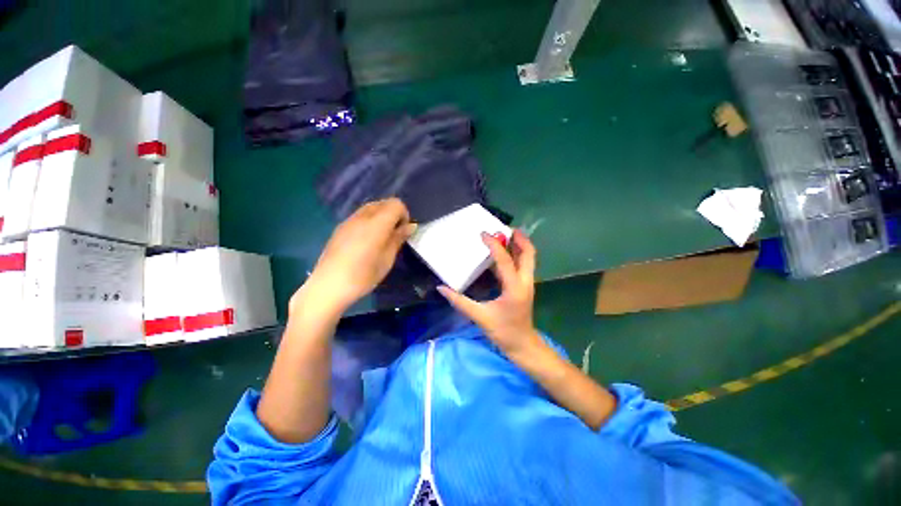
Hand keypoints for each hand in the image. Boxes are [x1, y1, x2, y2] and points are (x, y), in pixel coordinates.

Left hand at [294, 198, 415, 316]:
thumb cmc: (363, 275)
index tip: (403, 231)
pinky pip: (359, 216)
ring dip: (381, 216)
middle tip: (394, 234)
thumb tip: (411, 226)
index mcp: (377, 223)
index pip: (396, 204)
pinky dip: (369, 221)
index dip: (404, 214)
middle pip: (383, 203)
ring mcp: (349, 221)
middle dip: (393, 214)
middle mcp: (362, 216)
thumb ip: (399, 238)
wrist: (329, 286)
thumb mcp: (387, 259)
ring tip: (381, 238)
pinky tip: (366, 241)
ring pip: (370, 208)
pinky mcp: (340, 228)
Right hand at [438, 230, 543, 359]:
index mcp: (515, 287)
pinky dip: (515, 255)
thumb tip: (442, 288)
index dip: (494, 245)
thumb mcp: (480, 317)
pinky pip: (522, 265)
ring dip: (519, 245)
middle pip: (529, 253)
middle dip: (519, 238)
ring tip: (505, 235)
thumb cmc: (504, 332)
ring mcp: (527, 283)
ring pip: (528, 258)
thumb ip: (460, 302)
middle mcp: (525, 281)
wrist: (523, 345)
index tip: (483, 234)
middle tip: (505, 228)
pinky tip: (502, 253)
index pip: (505, 260)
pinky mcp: (524, 286)